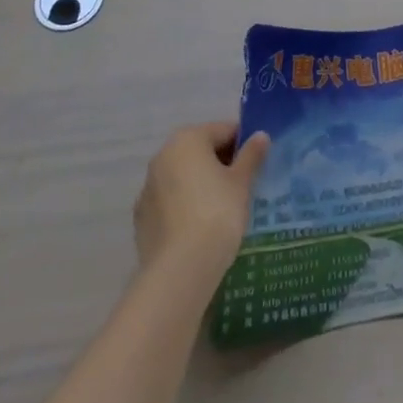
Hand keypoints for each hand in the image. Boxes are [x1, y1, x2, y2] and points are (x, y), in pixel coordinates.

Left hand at [132, 122, 269, 277]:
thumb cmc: (217, 213)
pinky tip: (202, 228)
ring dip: (202, 186)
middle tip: (244, 185)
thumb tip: (260, 136)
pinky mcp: (142, 221)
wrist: (180, 271)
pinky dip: (186, 208)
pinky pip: (171, 204)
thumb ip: (251, 155)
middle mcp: (162, 157)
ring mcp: (148, 190)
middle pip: (200, 152)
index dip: (244, 144)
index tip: (258, 163)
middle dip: (222, 164)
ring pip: (184, 178)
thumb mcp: (242, 182)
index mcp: (187, 139)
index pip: (223, 131)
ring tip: (225, 209)